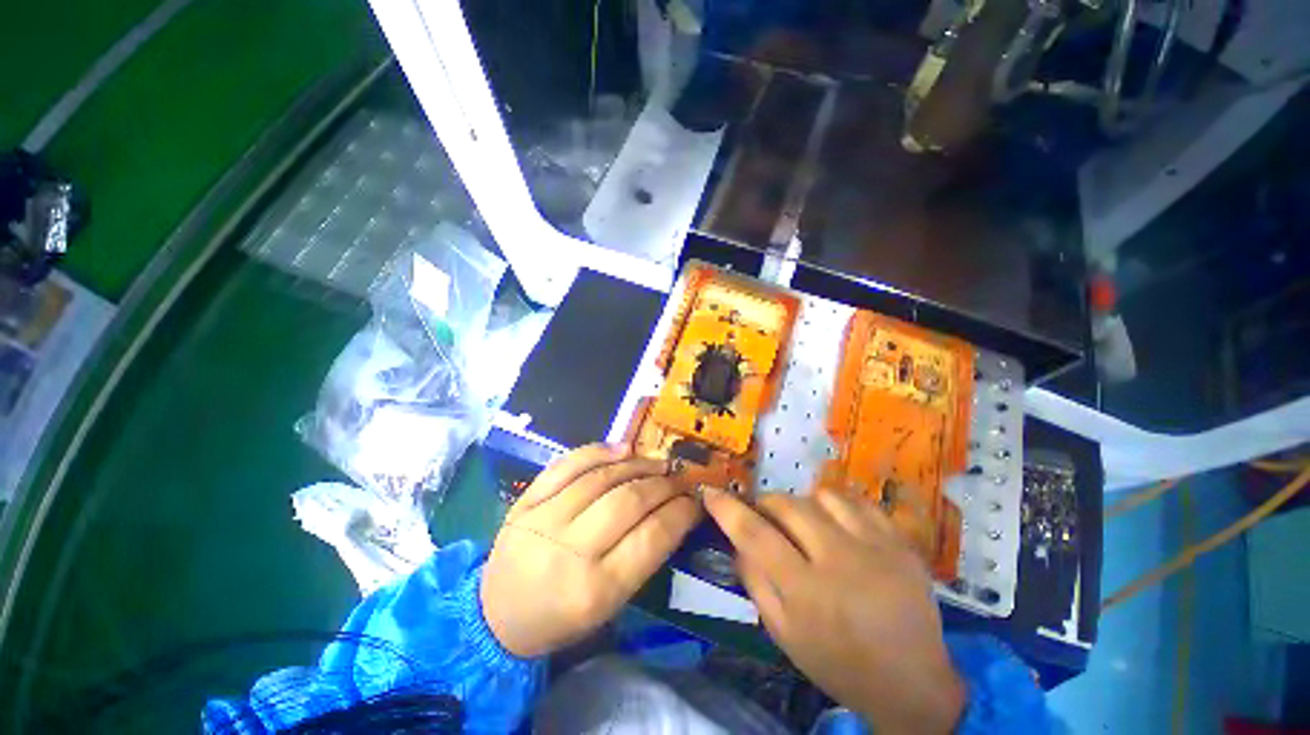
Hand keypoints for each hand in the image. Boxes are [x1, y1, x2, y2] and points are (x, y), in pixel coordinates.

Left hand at [481, 443, 700, 657]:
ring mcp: (544, 519)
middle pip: (628, 502)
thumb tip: (674, 512)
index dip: (680, 513)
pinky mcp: (526, 500)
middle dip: (663, 486)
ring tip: (658, 463)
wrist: (497, 614)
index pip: (652, 538)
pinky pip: (568, 464)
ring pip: (602, 478)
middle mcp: (570, 551)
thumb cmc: (562, 617)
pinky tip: (623, 448)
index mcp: (595, 590)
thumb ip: (643, 558)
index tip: (695, 500)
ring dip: (638, 465)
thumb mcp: (609, 605)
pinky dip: (600, 451)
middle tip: (679, 479)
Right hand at [703, 488, 965, 734]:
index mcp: (806, 590)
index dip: (727, 509)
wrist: (912, 683)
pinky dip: (839, 506)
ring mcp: (875, 547)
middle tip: (766, 517)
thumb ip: (755, 582)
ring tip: (807, 524)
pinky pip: (859, 501)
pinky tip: (838, 524)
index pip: (754, 534)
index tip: (710, 493)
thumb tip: (736, 541)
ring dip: (804, 504)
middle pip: (788, 505)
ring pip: (823, 496)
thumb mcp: (784, 634)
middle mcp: (839, 560)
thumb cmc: (837, 663)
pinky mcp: (900, 542)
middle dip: (767, 504)